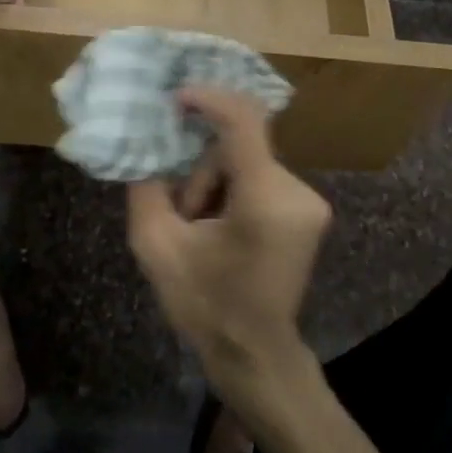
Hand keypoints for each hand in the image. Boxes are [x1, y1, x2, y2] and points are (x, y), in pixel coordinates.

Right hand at [127, 87, 330, 404]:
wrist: (255, 354)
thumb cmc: (205, 307)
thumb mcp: (156, 247)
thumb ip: (145, 186)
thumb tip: (141, 143)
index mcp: (264, 199)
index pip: (243, 122)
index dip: (208, 100)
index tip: (175, 98)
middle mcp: (297, 191)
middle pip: (239, 148)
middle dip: (202, 172)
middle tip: (183, 214)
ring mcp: (310, 201)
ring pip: (248, 162)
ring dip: (216, 184)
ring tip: (200, 230)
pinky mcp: (309, 210)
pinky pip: (261, 177)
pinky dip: (234, 190)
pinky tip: (221, 228)